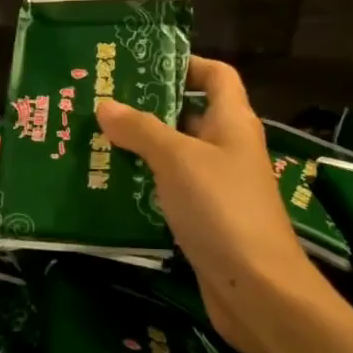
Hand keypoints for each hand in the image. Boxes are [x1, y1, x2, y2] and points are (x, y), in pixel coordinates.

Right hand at [95, 57, 323, 352]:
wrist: (258, 289)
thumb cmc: (221, 208)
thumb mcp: (177, 160)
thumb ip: (141, 129)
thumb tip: (105, 105)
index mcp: (232, 122)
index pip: (217, 75)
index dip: (186, 64)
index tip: (142, 66)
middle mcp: (229, 148)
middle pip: (190, 115)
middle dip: (149, 108)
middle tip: (101, 104)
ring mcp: (218, 186)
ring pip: (177, 155)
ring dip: (141, 148)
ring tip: (94, 140)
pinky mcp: (206, 219)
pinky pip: (172, 189)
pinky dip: (146, 183)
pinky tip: (111, 185)